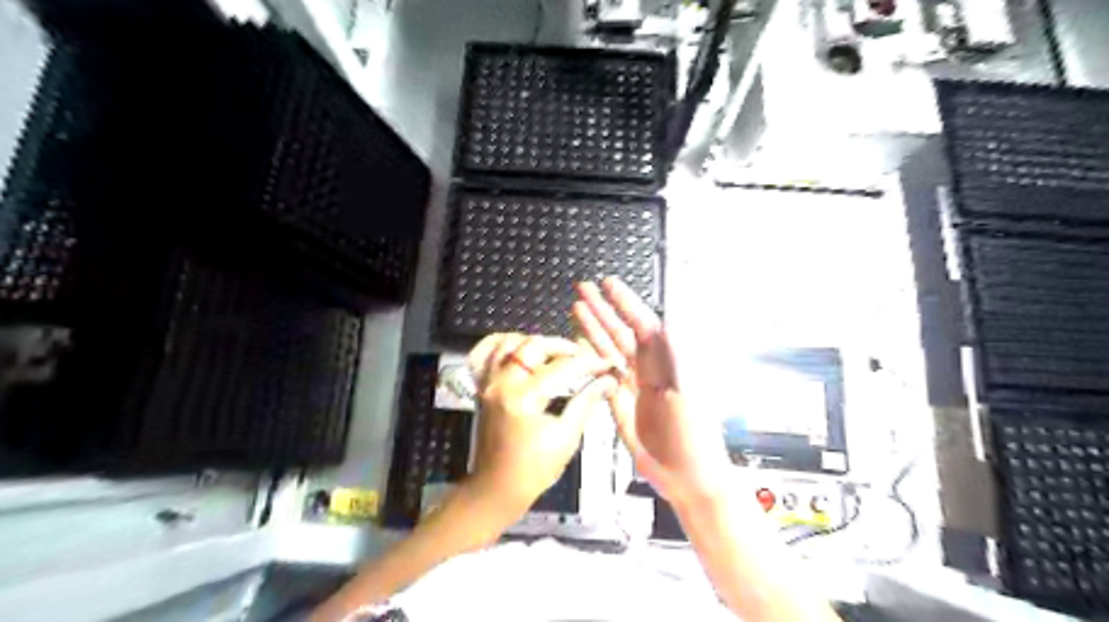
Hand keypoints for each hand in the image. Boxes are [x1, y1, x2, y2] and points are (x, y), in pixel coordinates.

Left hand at [462, 332, 613, 517]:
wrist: (497, 487)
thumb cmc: (534, 469)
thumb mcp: (566, 437)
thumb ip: (585, 402)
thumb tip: (607, 381)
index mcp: (524, 399)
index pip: (562, 367)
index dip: (588, 363)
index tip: (606, 363)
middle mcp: (502, 383)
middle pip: (534, 346)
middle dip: (562, 346)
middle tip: (582, 357)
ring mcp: (487, 383)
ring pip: (508, 343)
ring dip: (534, 342)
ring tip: (554, 353)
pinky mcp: (481, 386)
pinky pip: (483, 354)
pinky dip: (500, 344)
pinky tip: (518, 349)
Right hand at [577, 280, 732, 506]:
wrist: (688, 477)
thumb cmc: (695, 439)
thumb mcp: (688, 396)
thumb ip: (676, 358)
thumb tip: (666, 323)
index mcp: (667, 362)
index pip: (642, 324)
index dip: (625, 303)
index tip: (609, 284)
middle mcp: (649, 369)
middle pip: (622, 332)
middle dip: (603, 309)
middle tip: (584, 288)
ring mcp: (635, 386)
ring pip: (610, 350)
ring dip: (594, 328)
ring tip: (577, 308)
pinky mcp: (622, 404)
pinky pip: (604, 375)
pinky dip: (591, 359)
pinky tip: (580, 347)